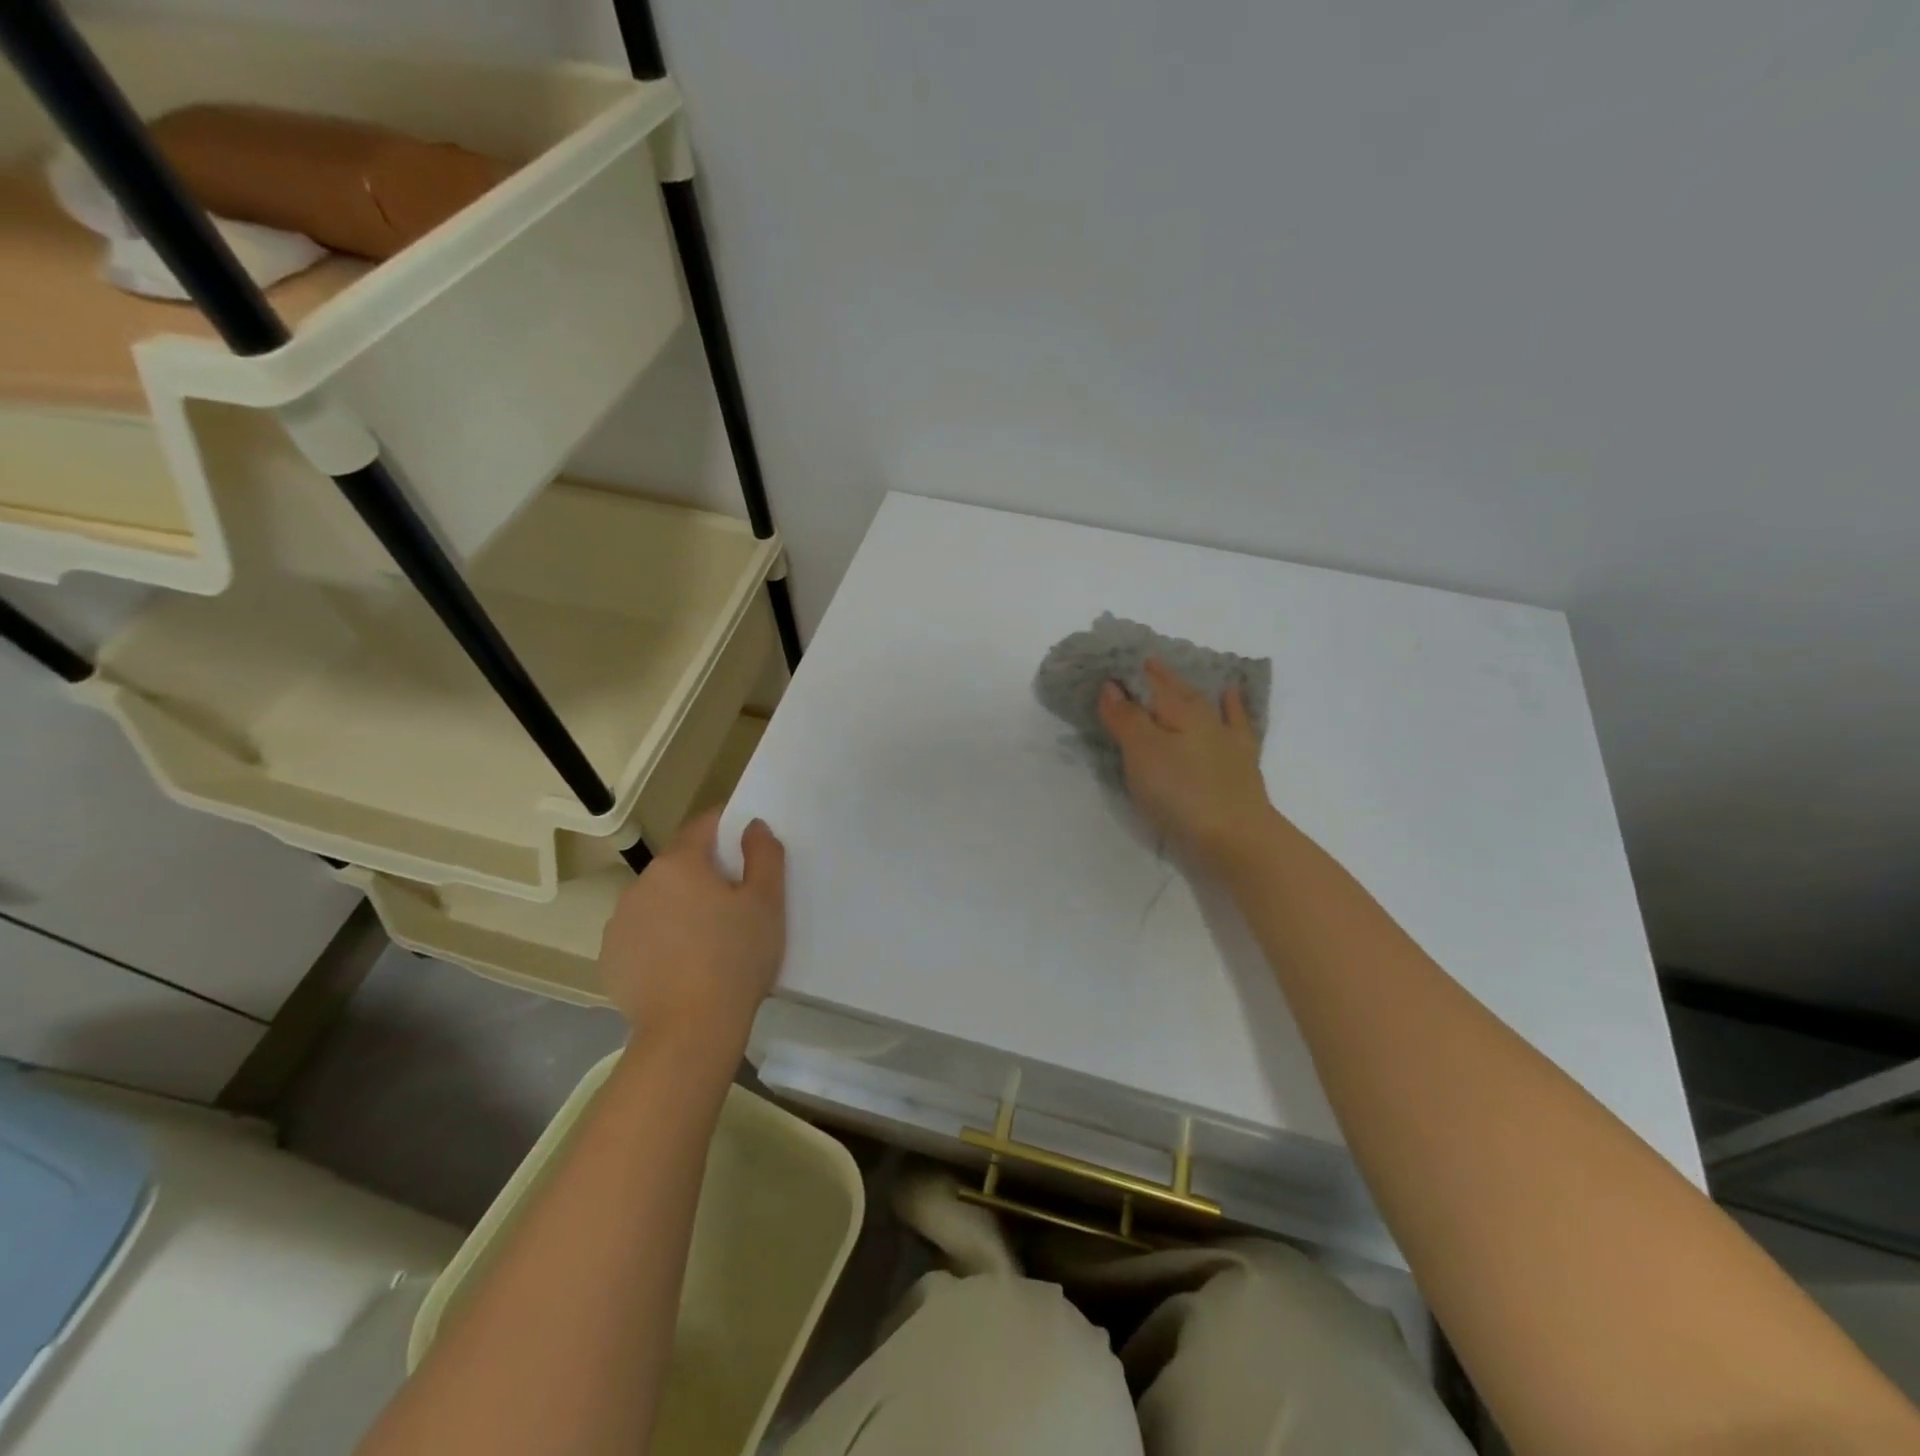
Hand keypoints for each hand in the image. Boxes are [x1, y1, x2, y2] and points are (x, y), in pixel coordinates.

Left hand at [597, 810, 786, 1053]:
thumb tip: (752, 826)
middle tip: (736, 903)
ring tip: (708, 940)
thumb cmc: (736, 958)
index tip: (749, 845)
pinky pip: (642, 935)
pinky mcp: (610, 959)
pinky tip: (682, 965)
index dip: (729, 827)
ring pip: (659, 901)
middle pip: (680, 865)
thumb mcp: (767, 902)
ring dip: (680, 907)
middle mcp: (641, 884)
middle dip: (705, 874)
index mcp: (679, 863)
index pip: (704, 825)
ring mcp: (619, 923)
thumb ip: (764, 854)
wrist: (690, 1031)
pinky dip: (661, 940)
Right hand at [1097, 658, 1273, 867]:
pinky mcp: (1241, 764)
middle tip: (1141, 666)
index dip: (1131, 672)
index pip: (1150, 682)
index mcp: (1179, 710)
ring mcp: (1227, 740)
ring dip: (1190, 689)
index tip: (1112, 665)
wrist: (1237, 838)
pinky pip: (1236, 724)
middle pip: (1177, 690)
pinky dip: (1233, 707)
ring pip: (1205, 703)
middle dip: (1159, 677)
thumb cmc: (1181, 793)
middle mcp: (1205, 717)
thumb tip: (1112, 685)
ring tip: (1178, 677)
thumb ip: (1126, 718)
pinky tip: (1231, 697)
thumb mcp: (1142, 753)